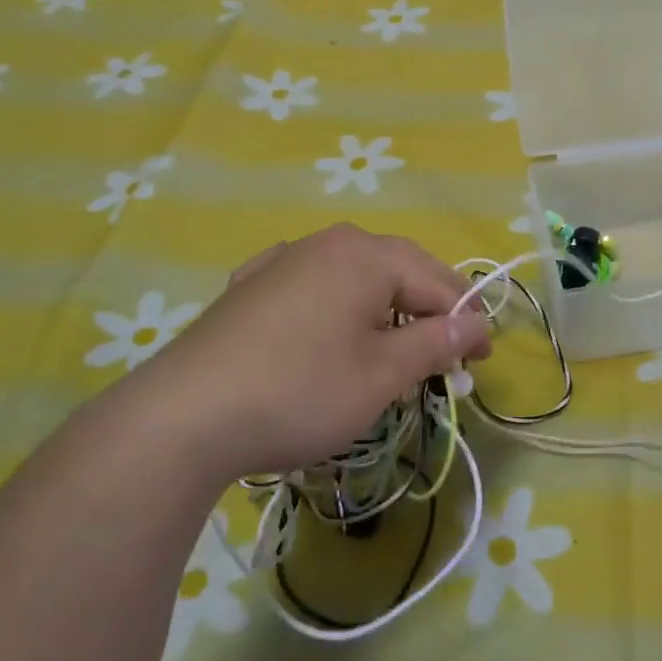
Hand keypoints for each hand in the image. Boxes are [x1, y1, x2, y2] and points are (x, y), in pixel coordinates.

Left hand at [93, 224, 490, 480]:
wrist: (181, 418)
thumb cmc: (299, 392)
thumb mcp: (381, 374)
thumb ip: (436, 342)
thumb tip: (477, 324)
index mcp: (367, 255)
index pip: (438, 281)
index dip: (467, 321)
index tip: (480, 363)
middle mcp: (328, 242)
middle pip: (399, 270)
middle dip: (428, 311)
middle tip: (443, 358)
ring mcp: (283, 259)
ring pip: (356, 277)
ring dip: (384, 309)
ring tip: (391, 350)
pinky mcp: (250, 285)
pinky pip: (314, 286)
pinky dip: (338, 308)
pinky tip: (328, 332)